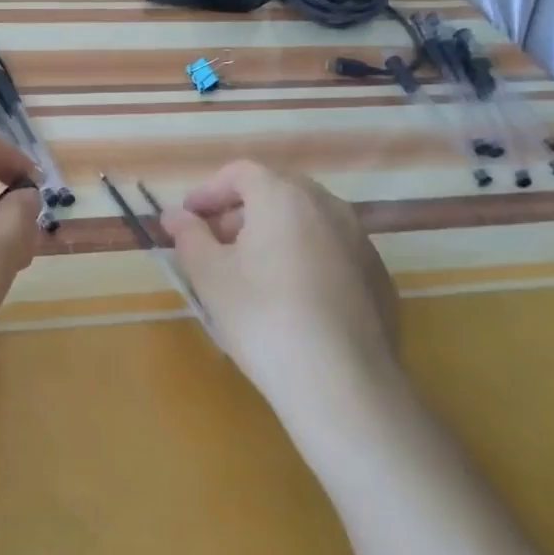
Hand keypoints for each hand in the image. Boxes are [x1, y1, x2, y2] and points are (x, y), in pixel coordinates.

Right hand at [163, 160, 399, 413]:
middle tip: (214, 241)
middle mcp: (328, 207)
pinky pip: (331, 250)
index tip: (187, 218)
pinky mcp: (378, 277)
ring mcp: (361, 241)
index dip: (208, 191)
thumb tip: (175, 216)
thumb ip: (189, 236)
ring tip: (249, 270)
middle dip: (240, 210)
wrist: (341, 382)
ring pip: (307, 221)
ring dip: (273, 232)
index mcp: (284, 196)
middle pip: (277, 191)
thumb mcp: (209, 275)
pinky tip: (290, 297)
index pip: (241, 172)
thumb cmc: (262, 315)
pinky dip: (304, 257)